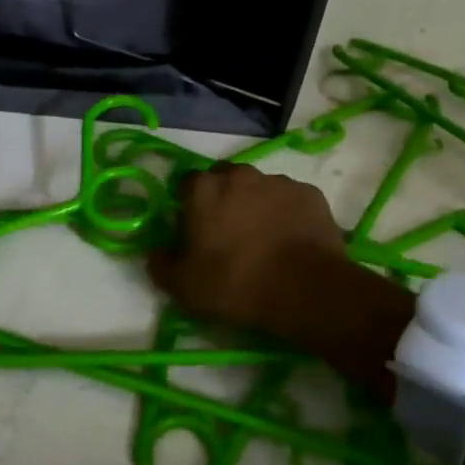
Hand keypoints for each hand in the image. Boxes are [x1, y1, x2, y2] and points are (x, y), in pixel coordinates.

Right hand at [147, 165, 412, 395]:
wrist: (305, 289)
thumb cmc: (236, 283)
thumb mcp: (184, 286)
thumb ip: (161, 264)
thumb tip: (156, 251)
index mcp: (204, 189)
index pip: (187, 184)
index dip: (188, 205)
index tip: (194, 229)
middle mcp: (240, 175)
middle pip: (224, 179)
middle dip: (222, 199)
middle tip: (227, 233)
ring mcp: (278, 181)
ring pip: (259, 188)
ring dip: (256, 205)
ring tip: (263, 239)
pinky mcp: (309, 194)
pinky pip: (289, 199)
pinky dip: (286, 213)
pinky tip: (289, 240)